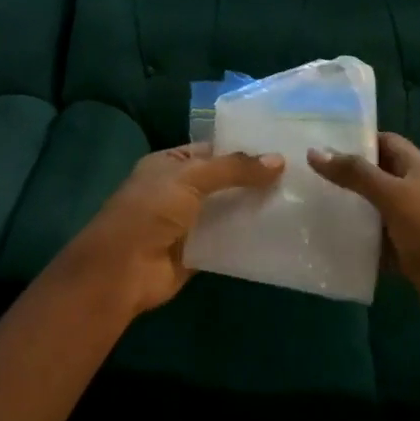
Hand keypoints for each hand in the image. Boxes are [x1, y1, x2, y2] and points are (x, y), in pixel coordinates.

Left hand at [56, 144, 284, 317]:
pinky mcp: (198, 253)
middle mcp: (179, 190)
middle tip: (297, 176)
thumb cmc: (150, 211)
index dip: (244, 149)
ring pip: (228, 210)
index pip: (213, 150)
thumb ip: (234, 168)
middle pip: (224, 182)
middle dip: (254, 180)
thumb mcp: (191, 178)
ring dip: (254, 208)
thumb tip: (279, 160)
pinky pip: (228, 241)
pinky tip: (280, 232)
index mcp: (170, 163)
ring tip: (297, 201)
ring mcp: (189, 223)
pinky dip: (248, 238)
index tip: (281, 149)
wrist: (122, 271)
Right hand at [309, 133, 419, 351]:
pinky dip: (359, 236)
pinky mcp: (409, 250)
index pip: (386, 141)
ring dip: (351, 205)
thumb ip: (355, 173)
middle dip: (349, 173)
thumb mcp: (391, 196)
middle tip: (311, 174)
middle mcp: (419, 189)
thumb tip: (315, 151)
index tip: (323, 145)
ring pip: (376, 205)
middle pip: (379, 173)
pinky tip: (332, 237)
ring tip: (314, 202)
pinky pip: (378, 236)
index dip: (357, 140)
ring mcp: (415, 221)